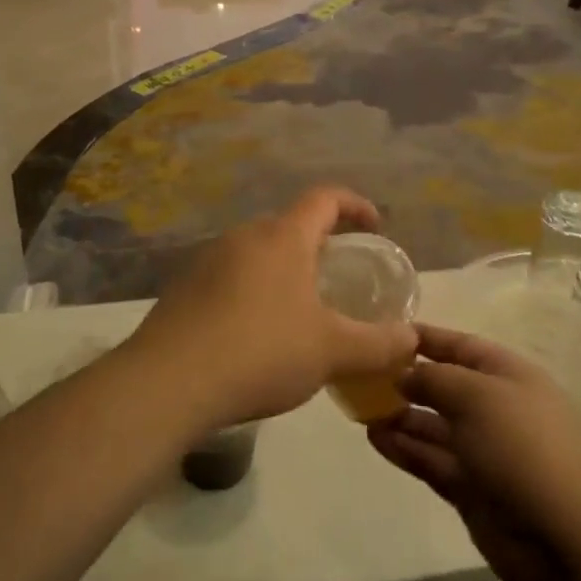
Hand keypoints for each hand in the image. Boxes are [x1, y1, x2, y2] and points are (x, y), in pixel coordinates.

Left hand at [124, 187, 416, 431]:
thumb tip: (412, 339)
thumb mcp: (331, 351)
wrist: (168, 382)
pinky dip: (252, 291)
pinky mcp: (184, 287)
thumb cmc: (261, 351)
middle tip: (337, 276)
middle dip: (318, 244)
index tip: (373, 225)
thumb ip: (378, 344)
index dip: (354, 204)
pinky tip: (254, 333)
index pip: (325, 198)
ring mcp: (208, 259)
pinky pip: (230, 276)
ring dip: (283, 269)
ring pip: (257, 251)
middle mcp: (244, 236)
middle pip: (289, 225)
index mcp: (283, 237)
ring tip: (299, 309)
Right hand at [368, 326, 580, 580]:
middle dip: (406, 380)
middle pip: (443, 386)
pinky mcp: (470, 488)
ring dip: (399, 416)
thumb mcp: (477, 395)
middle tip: (361, 375)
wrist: (566, 537)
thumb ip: (434, 378)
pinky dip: (404, 448)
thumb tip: (404, 373)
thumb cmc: (523, 446)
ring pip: (433, 425)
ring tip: (360, 410)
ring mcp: (483, 450)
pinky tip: (374, 438)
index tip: (384, 332)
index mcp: (507, 375)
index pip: (460, 346)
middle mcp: (495, 407)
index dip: (425, 338)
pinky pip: (431, 460)